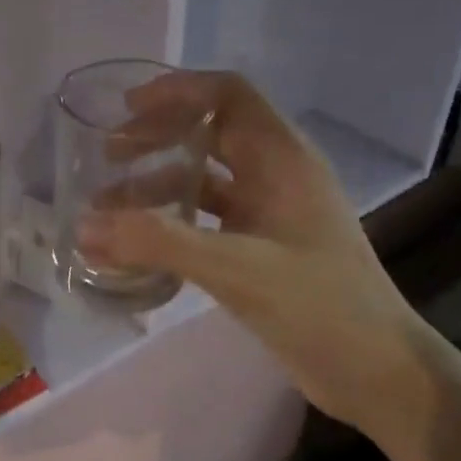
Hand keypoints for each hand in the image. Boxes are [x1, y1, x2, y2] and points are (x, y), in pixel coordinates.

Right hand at [76, 71, 428, 438]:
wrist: (377, 371)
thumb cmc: (319, 306)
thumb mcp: (237, 269)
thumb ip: (159, 244)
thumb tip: (83, 226)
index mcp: (282, 158)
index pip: (228, 94)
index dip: (177, 90)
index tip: (127, 108)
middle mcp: (276, 173)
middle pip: (211, 130)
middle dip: (157, 136)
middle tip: (108, 155)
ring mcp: (270, 211)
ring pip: (205, 177)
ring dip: (157, 183)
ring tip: (107, 205)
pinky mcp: (262, 246)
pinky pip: (207, 217)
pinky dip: (171, 220)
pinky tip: (138, 242)